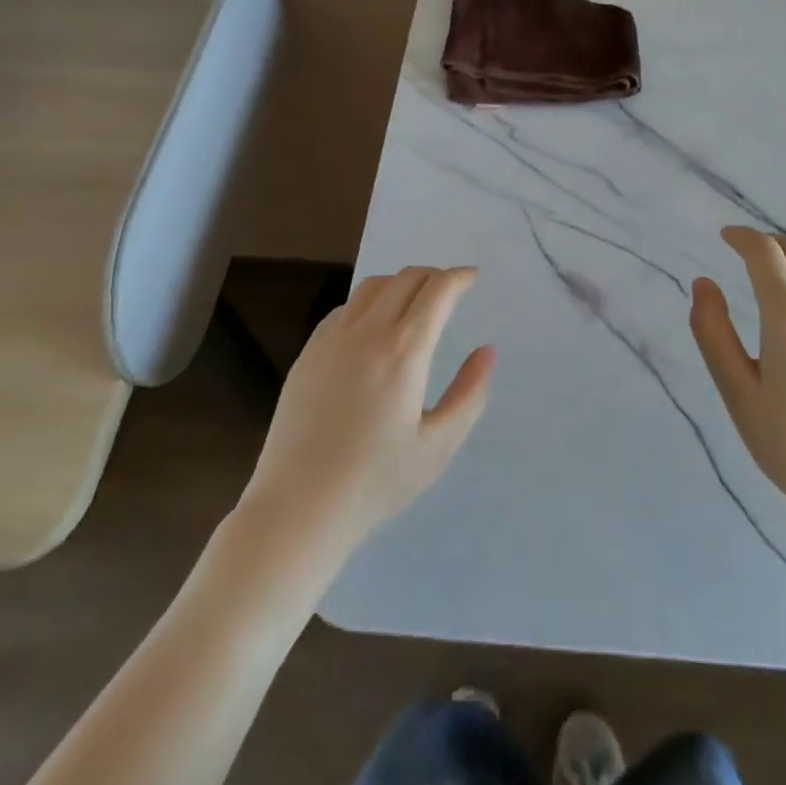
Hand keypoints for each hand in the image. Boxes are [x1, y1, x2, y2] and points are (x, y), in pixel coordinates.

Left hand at [242, 267, 495, 561]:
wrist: (298, 508)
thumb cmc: (376, 482)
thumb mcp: (438, 446)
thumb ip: (470, 394)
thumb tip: (488, 351)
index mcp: (404, 351)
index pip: (437, 290)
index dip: (459, 277)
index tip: (473, 278)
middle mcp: (367, 331)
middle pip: (406, 278)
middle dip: (434, 276)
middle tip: (451, 291)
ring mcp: (332, 339)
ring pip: (372, 286)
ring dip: (401, 284)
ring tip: (415, 303)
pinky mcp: (308, 352)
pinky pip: (345, 308)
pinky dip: (370, 302)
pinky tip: (374, 327)